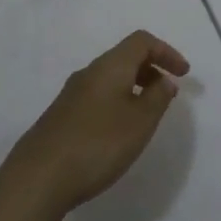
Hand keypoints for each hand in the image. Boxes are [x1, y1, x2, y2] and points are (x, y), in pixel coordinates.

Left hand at [2, 31, 190, 219]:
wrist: (37, 179)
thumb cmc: (97, 144)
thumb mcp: (140, 122)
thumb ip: (158, 97)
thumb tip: (165, 80)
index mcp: (110, 66)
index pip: (142, 41)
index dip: (167, 52)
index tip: (183, 74)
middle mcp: (89, 72)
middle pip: (124, 57)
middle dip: (151, 69)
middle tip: (167, 93)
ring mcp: (70, 95)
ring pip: (109, 78)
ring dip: (133, 87)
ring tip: (146, 114)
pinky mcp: (60, 117)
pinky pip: (97, 96)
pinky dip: (116, 102)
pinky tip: (118, 132)